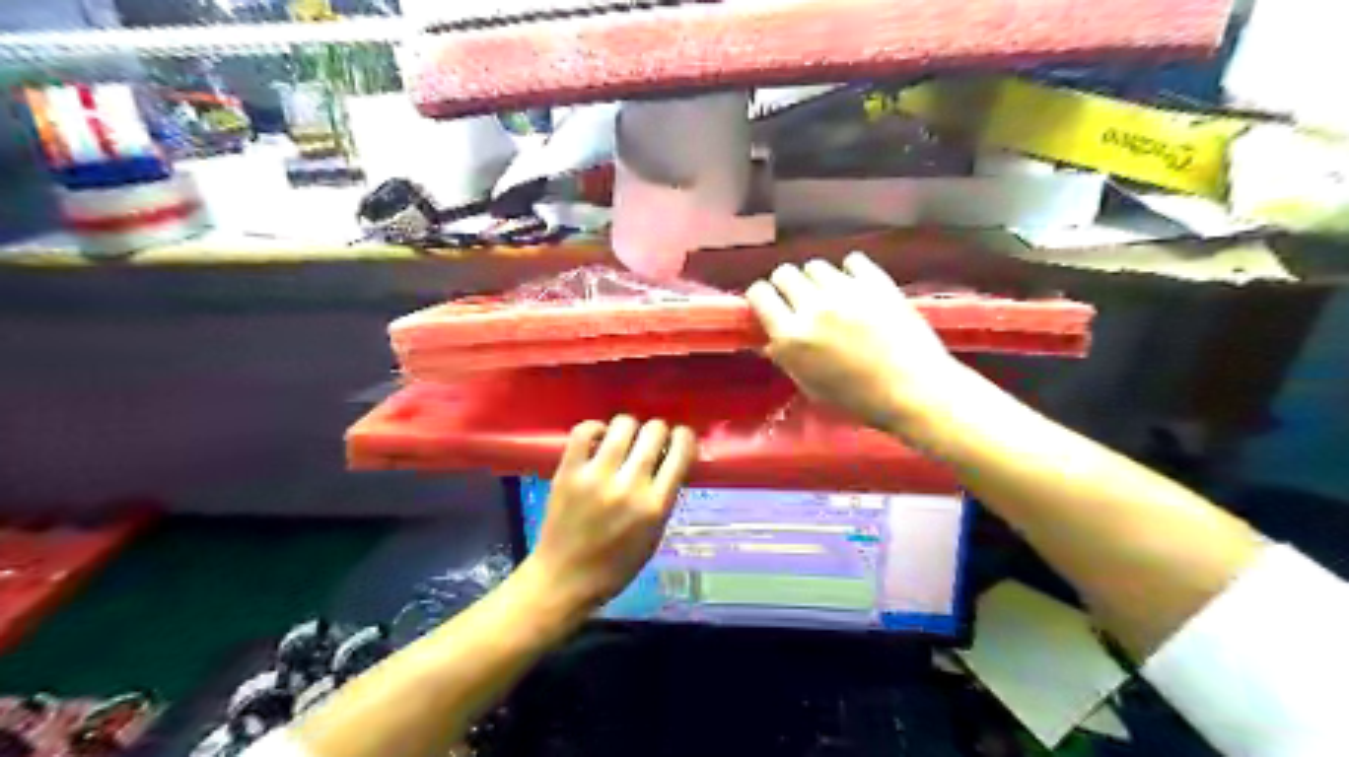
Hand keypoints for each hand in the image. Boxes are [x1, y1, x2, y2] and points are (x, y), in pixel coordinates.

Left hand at [525, 418, 695, 611]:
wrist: (564, 578)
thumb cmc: (615, 565)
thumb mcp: (654, 534)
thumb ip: (664, 496)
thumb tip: (670, 458)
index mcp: (655, 506)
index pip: (681, 451)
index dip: (684, 437)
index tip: (680, 439)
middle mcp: (629, 486)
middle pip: (654, 431)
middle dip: (658, 431)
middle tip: (651, 441)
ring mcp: (595, 477)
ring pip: (623, 425)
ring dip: (629, 427)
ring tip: (624, 440)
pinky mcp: (568, 472)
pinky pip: (584, 431)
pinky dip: (596, 428)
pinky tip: (599, 440)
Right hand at [741, 252, 964, 434]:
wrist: (915, 390)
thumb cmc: (859, 400)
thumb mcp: (812, 387)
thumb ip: (787, 359)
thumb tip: (769, 340)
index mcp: (791, 336)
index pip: (759, 294)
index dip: (762, 298)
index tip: (770, 305)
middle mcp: (812, 307)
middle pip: (784, 273)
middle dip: (787, 285)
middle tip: (800, 301)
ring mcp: (845, 290)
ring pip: (815, 265)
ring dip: (818, 279)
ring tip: (832, 296)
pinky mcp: (875, 281)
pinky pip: (852, 260)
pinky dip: (851, 271)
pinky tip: (857, 288)